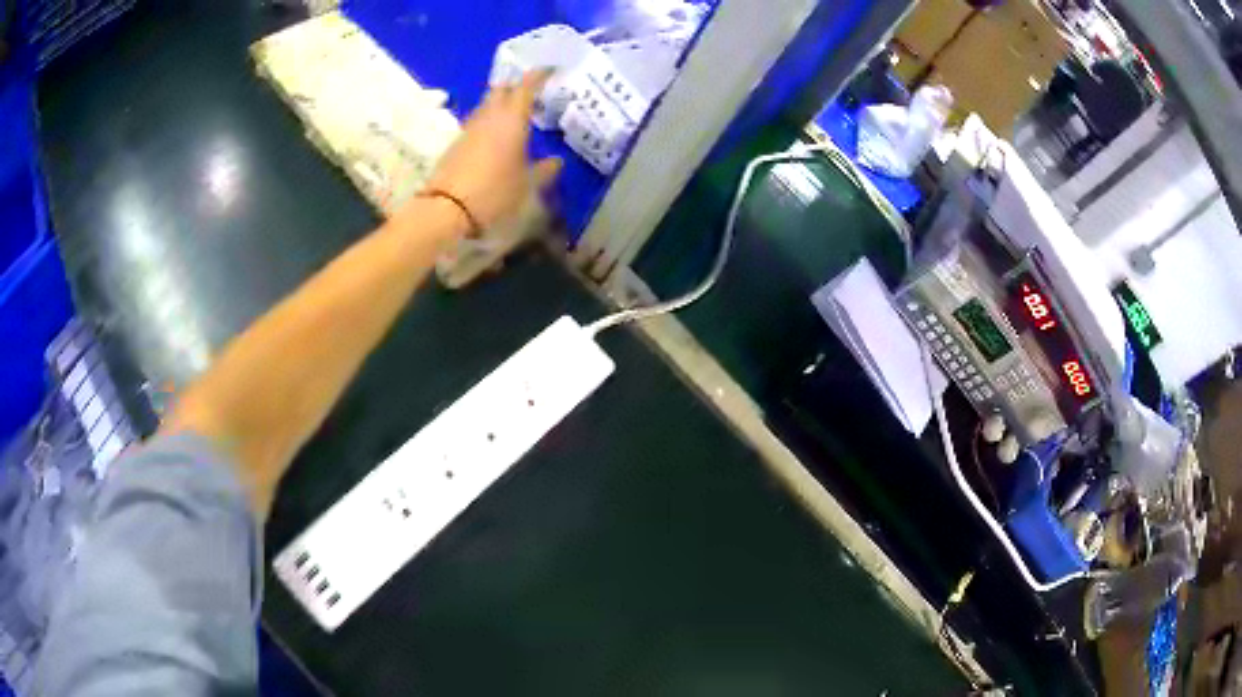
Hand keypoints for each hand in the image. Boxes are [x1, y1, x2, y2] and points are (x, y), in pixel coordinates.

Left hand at [426, 71, 561, 230]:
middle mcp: (490, 116)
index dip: (539, 75)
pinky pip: (478, 122)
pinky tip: (497, 135)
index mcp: (512, 119)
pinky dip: (490, 121)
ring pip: (488, 105)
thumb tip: (557, 161)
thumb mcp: (527, 184)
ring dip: (501, 103)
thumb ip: (545, 170)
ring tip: (516, 113)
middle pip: (502, 89)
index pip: (526, 87)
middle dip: (516, 86)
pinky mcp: (457, 142)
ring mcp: (470, 128)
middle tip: (532, 93)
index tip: (550, 69)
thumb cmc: (495, 192)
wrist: (447, 208)